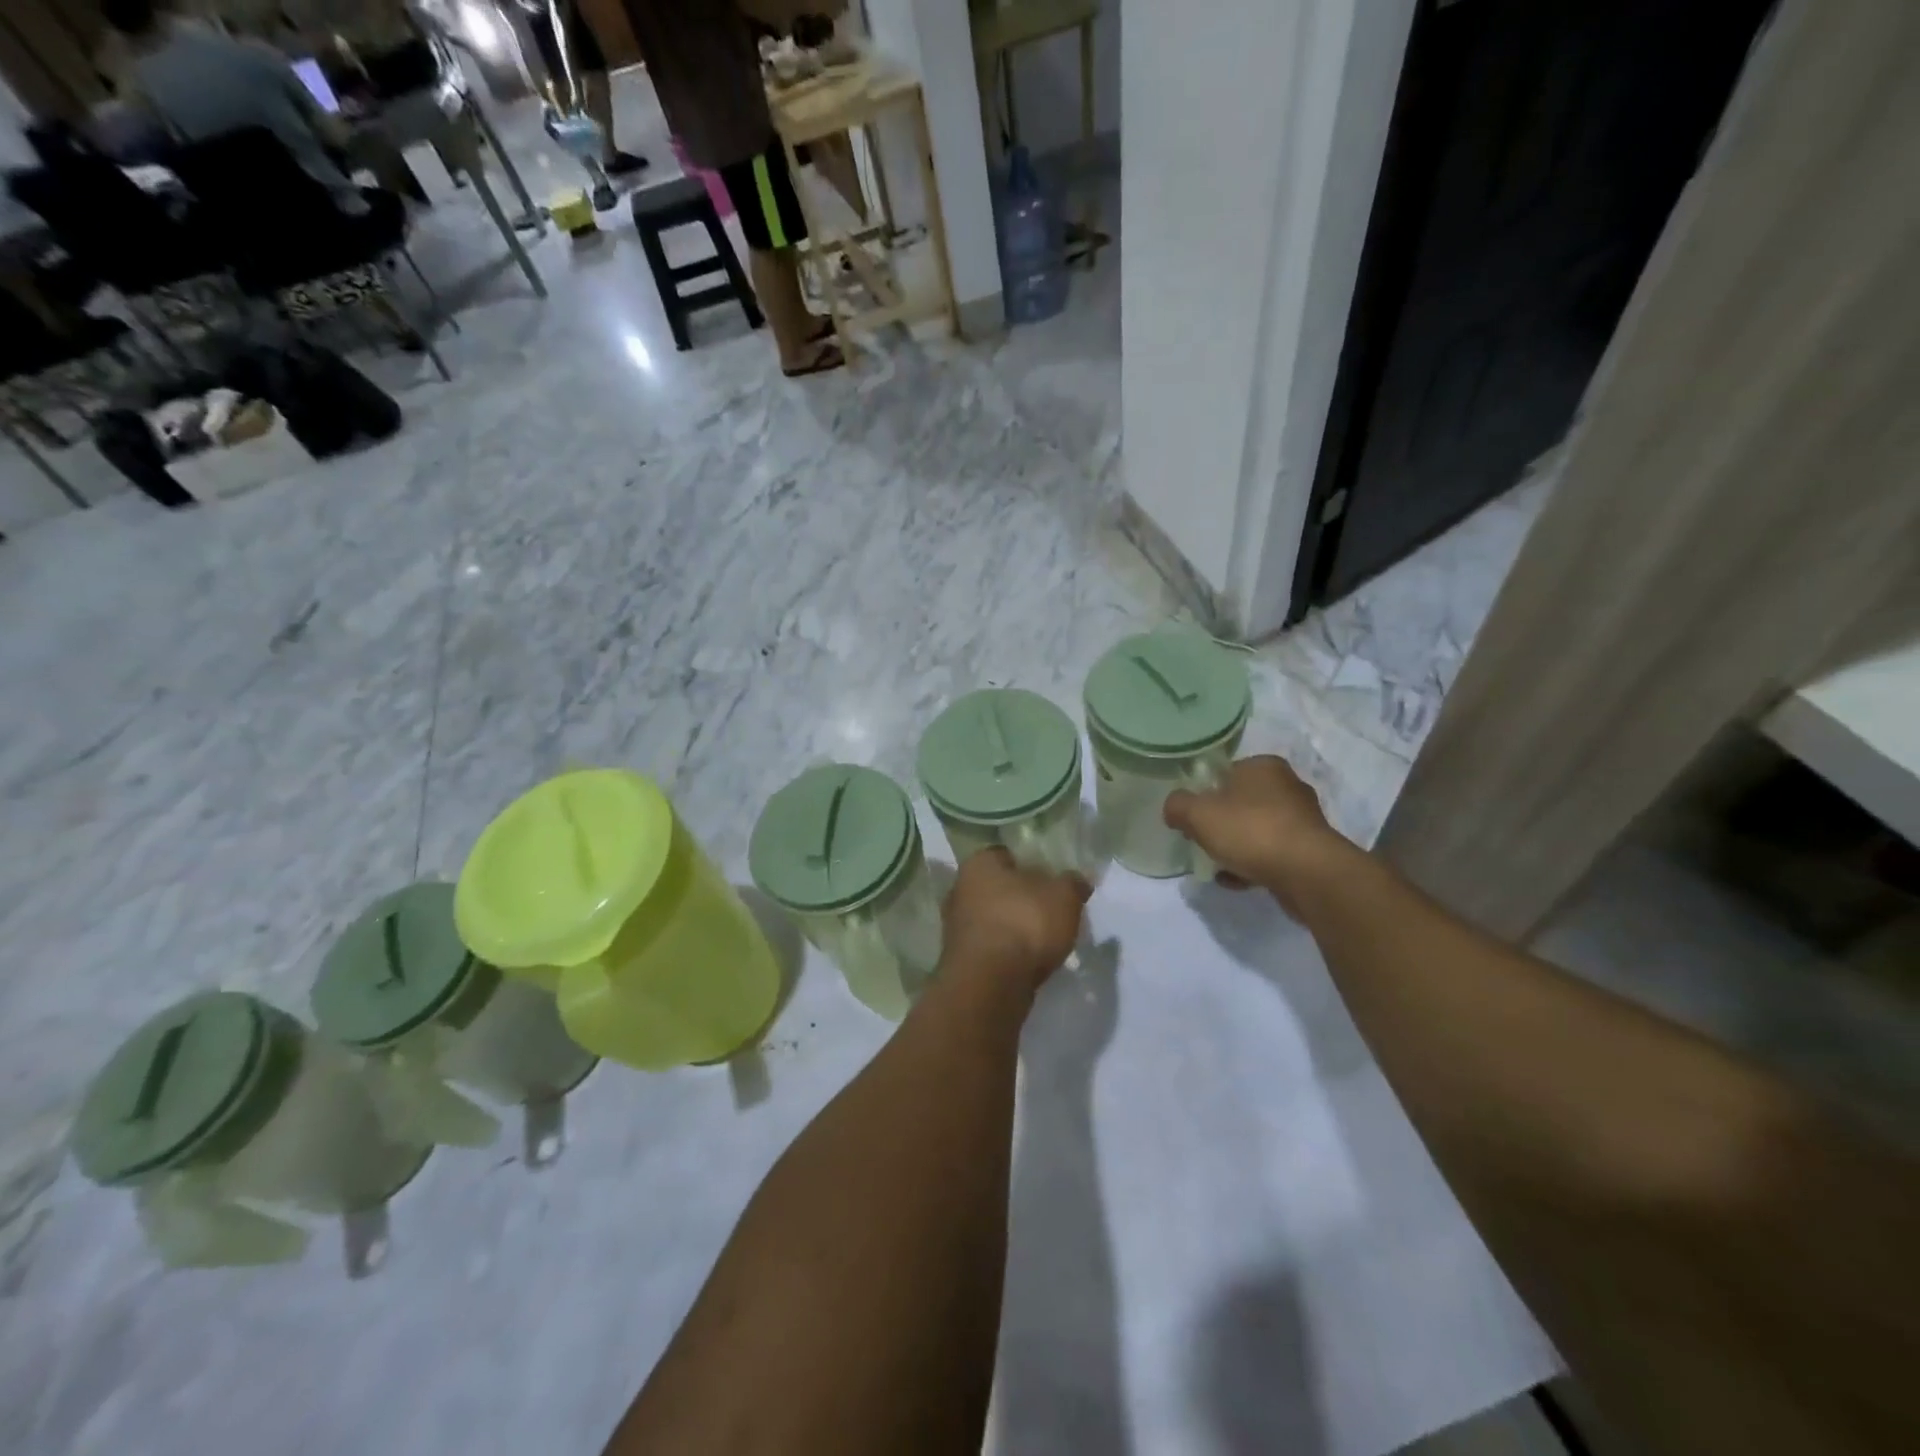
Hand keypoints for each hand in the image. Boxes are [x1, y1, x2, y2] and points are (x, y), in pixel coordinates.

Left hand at [940, 849, 1090, 995]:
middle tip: (1050, 910)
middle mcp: (960, 889)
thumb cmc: (1025, 924)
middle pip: (998, 888)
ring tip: (1044, 940)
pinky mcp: (959, 959)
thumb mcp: (1064, 897)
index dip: (1030, 864)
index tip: (1051, 880)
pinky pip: (990, 947)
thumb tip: (1078, 880)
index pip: (1006, 854)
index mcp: (979, 863)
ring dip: (1013, 927)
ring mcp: (955, 926)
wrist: (991, 984)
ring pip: (993, 918)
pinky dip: (1007, 952)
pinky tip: (1028, 962)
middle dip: (1021, 898)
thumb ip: (1073, 884)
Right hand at [1163, 755, 1356, 906]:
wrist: (1308, 873)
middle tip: (1201, 839)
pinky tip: (1235, 880)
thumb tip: (1174, 809)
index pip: (1226, 772)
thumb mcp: (1198, 813)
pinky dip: (1252, 865)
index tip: (1192, 815)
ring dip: (1236, 846)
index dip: (1204, 792)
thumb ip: (1178, 806)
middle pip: (1241, 802)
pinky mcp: (1310, 850)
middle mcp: (1288, 786)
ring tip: (1217, 864)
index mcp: (1263, 766)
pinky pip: (1272, 854)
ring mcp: (1302, 820)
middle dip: (1220, 822)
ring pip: (1257, 830)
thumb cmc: (1251, 831)